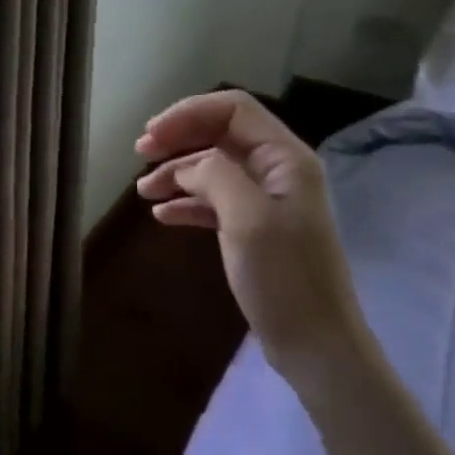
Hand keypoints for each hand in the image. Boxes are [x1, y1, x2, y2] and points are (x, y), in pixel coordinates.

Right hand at [134, 91, 365, 372]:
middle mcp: (277, 171)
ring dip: (176, 172)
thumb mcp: (248, 219)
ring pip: (213, 168)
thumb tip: (189, 165)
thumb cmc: (284, 278)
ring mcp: (265, 201)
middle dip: (179, 138)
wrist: (314, 344)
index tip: (150, 137)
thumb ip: (216, 175)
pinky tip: (162, 215)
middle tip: (140, 154)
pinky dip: (186, 202)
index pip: (233, 109)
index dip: (188, 114)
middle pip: (220, 134)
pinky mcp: (253, 229)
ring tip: (143, 191)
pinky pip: (214, 201)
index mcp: (285, 158)